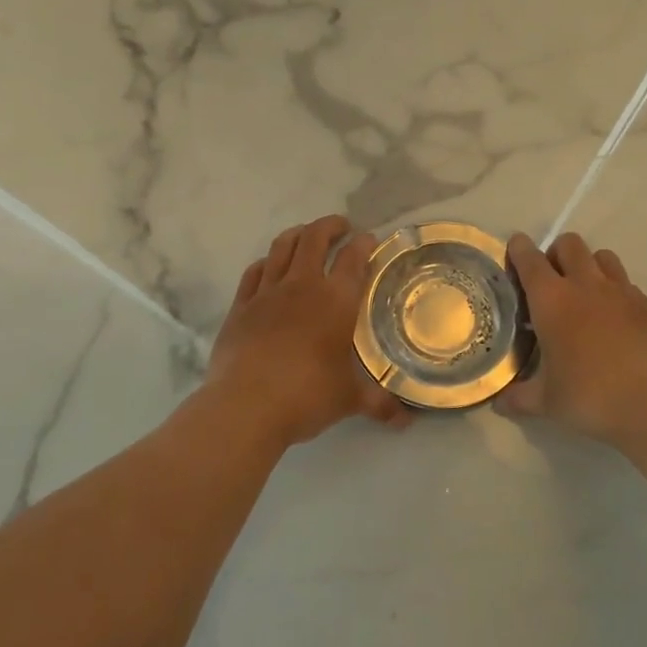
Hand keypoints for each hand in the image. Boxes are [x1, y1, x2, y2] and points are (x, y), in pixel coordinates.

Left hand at [203, 216, 409, 448]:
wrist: (246, 406)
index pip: (354, 258)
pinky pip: (254, 272)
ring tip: (307, 235)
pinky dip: (266, 262)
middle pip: (315, 238)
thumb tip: (406, 420)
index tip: (369, 240)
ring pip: (282, 247)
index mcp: (336, 300)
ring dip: (297, 234)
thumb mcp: (350, 400)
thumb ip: (379, 404)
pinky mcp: (240, 306)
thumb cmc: (307, 396)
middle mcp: (302, 286)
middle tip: (341, 227)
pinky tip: (269, 266)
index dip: (364, 244)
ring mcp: (266, 293)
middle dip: (330, 226)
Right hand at [496, 232, 646, 449]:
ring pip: (602, 256)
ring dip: (588, 265)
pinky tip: (613, 319)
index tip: (515, 248)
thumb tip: (499, 402)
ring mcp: (622, 292)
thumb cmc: (591, 397)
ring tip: (584, 293)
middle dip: (556, 253)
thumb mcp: (546, 402)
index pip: (529, 259)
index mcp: (552, 300)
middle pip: (569, 244)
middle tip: (550, 280)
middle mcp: (585, 285)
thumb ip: (519, 397)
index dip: (519, 249)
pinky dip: (615, 291)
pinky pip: (626, 283)